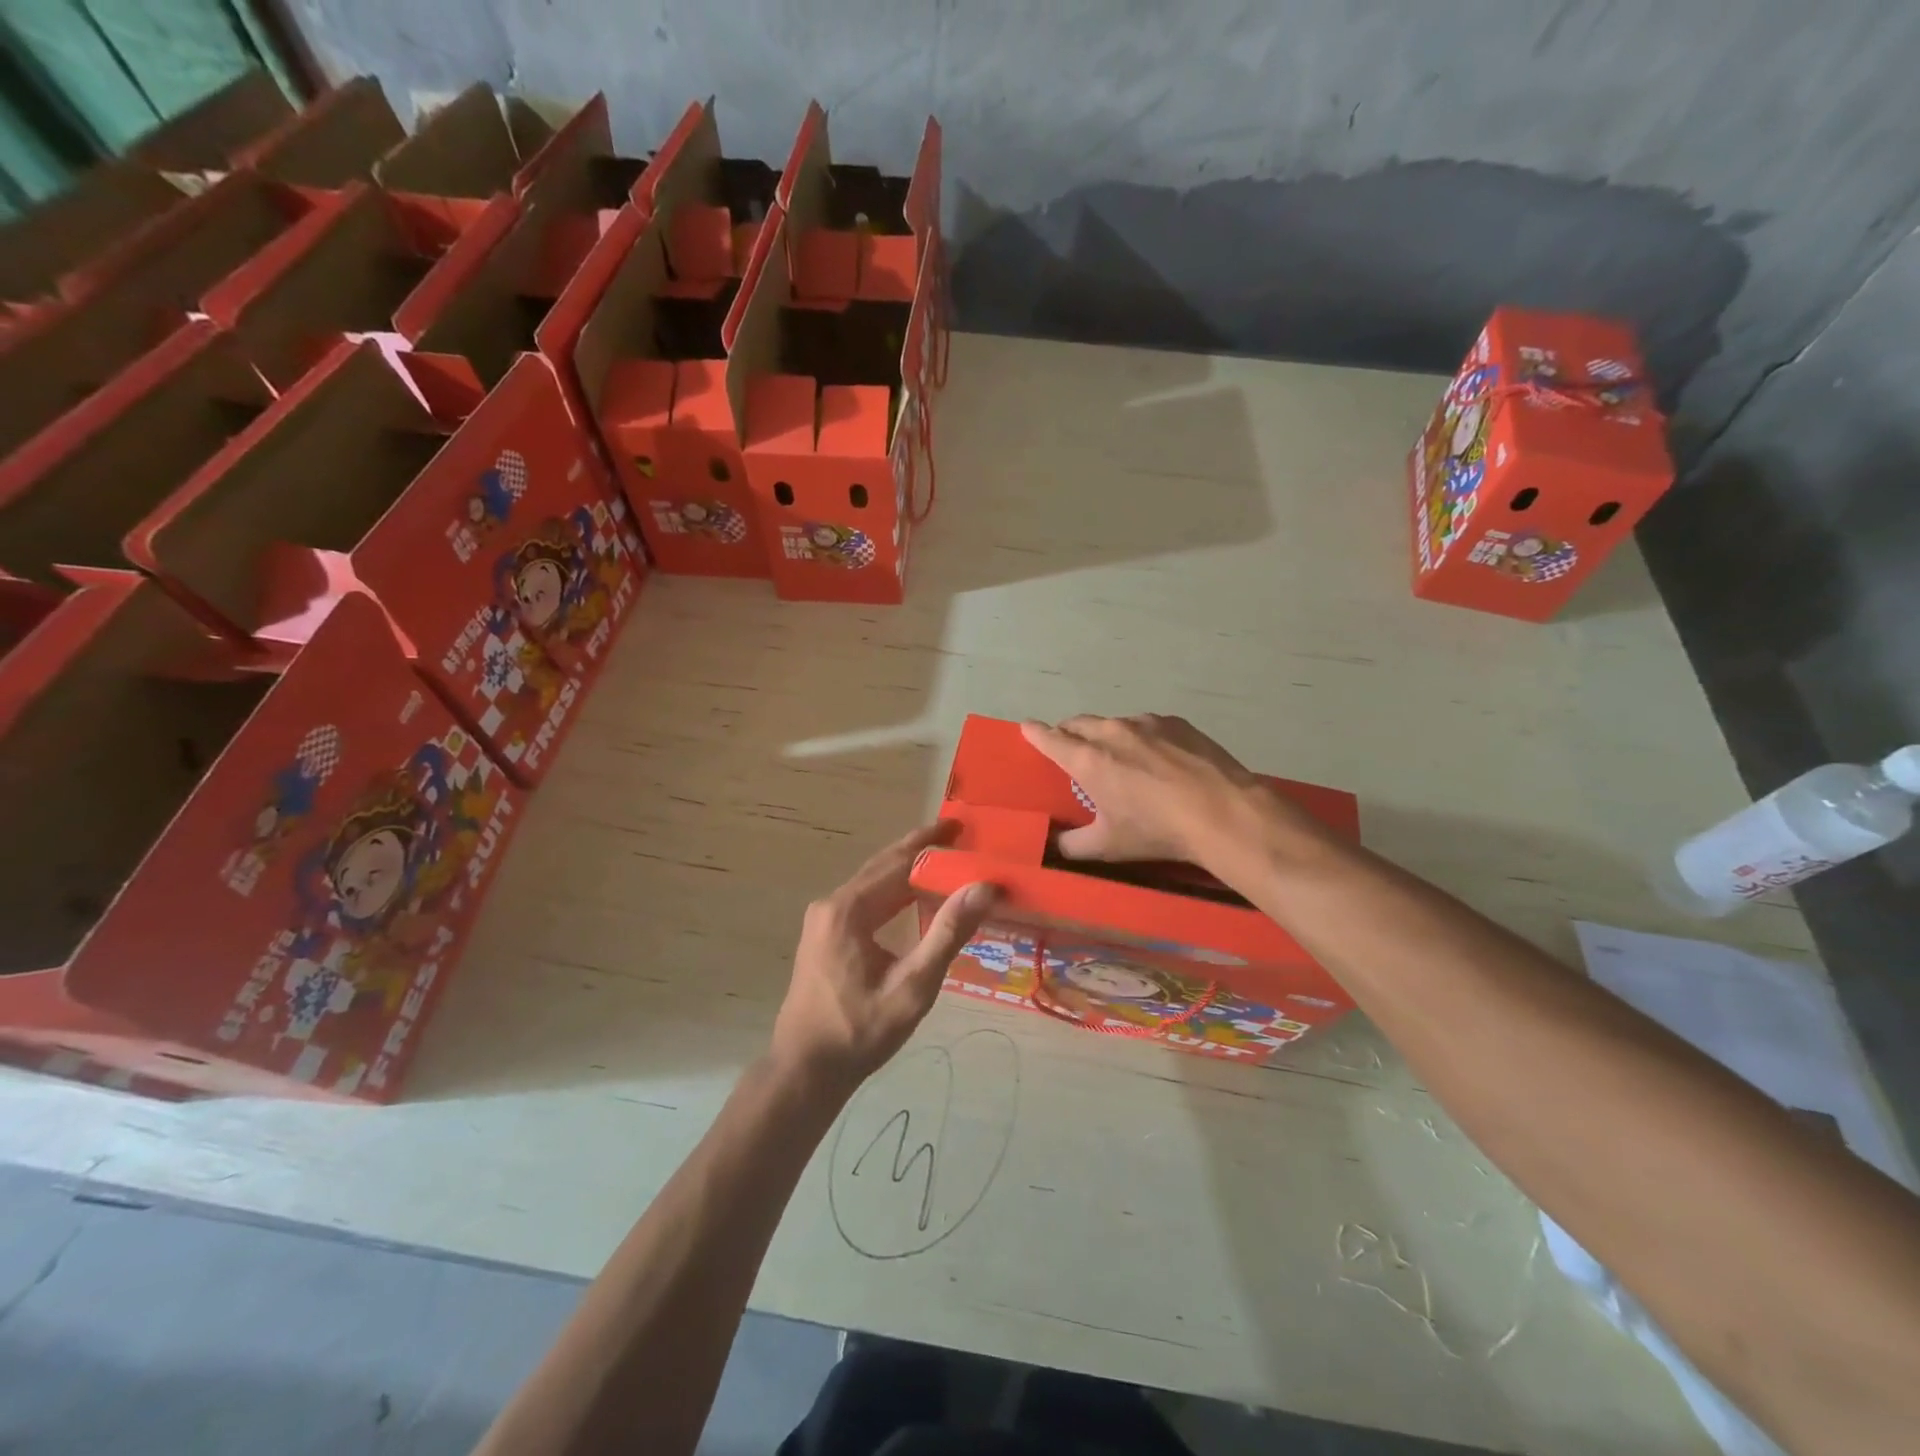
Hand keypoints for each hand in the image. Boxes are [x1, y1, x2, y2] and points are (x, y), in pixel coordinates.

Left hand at [772, 822, 996, 1091]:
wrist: (805, 1070)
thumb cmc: (860, 1032)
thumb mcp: (912, 986)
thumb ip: (948, 933)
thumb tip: (983, 888)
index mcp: (849, 910)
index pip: (898, 863)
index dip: (931, 843)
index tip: (960, 826)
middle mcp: (831, 905)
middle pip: (882, 867)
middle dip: (920, 850)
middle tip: (957, 836)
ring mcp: (823, 920)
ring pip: (872, 883)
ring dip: (907, 871)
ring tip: (943, 862)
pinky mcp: (824, 935)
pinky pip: (864, 901)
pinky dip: (892, 892)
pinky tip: (914, 898)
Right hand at [1020, 714, 1267, 866]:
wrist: (1222, 812)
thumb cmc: (1157, 831)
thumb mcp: (1108, 846)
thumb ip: (1073, 845)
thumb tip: (1054, 845)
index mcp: (1088, 759)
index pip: (1050, 739)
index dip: (1034, 733)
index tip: (1026, 728)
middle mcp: (1112, 732)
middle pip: (1078, 724)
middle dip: (1068, 733)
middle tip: (1071, 750)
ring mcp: (1146, 723)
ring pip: (1113, 723)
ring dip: (1106, 735)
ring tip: (1119, 757)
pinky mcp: (1175, 723)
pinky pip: (1147, 725)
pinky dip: (1141, 737)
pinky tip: (1157, 759)